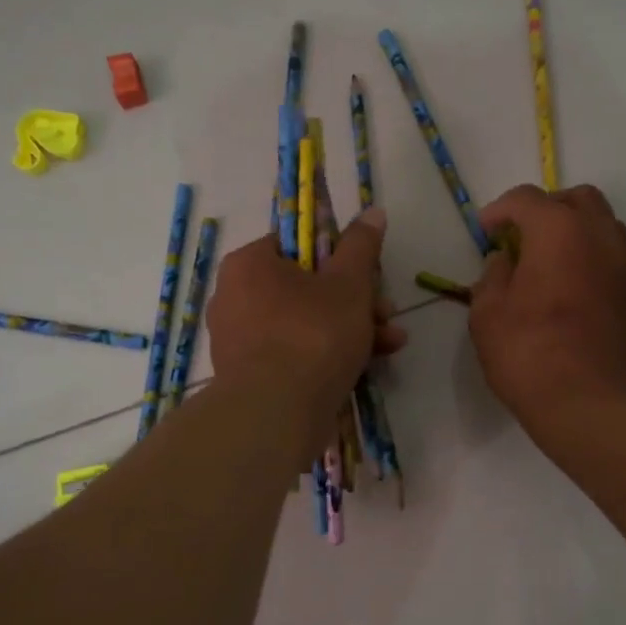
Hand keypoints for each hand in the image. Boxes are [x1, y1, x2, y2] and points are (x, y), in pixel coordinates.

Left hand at [207, 207, 405, 458]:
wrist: (276, 413)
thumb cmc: (312, 335)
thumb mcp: (349, 284)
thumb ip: (361, 246)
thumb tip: (373, 211)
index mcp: (249, 264)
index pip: (297, 243)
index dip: (339, 256)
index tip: (367, 274)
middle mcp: (234, 297)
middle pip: (305, 286)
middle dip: (355, 299)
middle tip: (385, 312)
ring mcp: (239, 339)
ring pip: (304, 322)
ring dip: (351, 328)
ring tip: (391, 341)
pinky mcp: (250, 375)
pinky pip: (293, 352)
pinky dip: (327, 354)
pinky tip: (368, 364)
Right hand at [469, 184, 625, 440]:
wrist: (595, 407)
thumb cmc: (531, 357)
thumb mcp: (487, 316)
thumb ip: (492, 277)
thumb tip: (505, 261)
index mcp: (559, 232)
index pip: (527, 199)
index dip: (500, 210)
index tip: (485, 231)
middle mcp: (602, 237)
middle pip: (578, 199)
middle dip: (547, 209)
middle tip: (523, 238)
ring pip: (606, 227)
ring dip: (577, 233)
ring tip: (553, 265)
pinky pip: (619, 262)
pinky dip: (596, 263)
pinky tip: (578, 295)